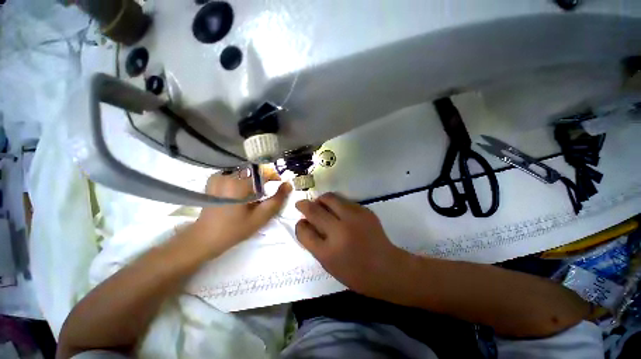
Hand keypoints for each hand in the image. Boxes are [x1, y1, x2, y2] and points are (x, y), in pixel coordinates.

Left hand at [190, 167, 291, 254]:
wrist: (205, 238)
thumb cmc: (234, 229)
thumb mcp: (260, 217)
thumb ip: (277, 200)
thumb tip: (288, 184)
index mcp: (238, 183)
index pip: (263, 171)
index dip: (274, 177)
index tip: (278, 186)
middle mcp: (227, 174)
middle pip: (254, 169)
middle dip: (264, 179)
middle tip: (265, 193)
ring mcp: (219, 175)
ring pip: (245, 171)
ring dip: (254, 179)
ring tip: (254, 194)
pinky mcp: (214, 179)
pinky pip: (235, 173)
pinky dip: (244, 180)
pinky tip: (242, 193)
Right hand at [295, 193, 410, 297]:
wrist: (387, 267)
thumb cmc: (356, 273)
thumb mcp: (329, 264)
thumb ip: (315, 243)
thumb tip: (306, 223)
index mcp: (328, 252)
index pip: (304, 231)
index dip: (300, 225)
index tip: (301, 221)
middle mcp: (339, 231)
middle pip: (314, 210)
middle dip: (303, 205)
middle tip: (302, 204)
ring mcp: (353, 218)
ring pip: (329, 198)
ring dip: (320, 200)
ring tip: (320, 204)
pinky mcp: (364, 211)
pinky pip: (344, 201)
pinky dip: (336, 203)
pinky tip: (338, 211)